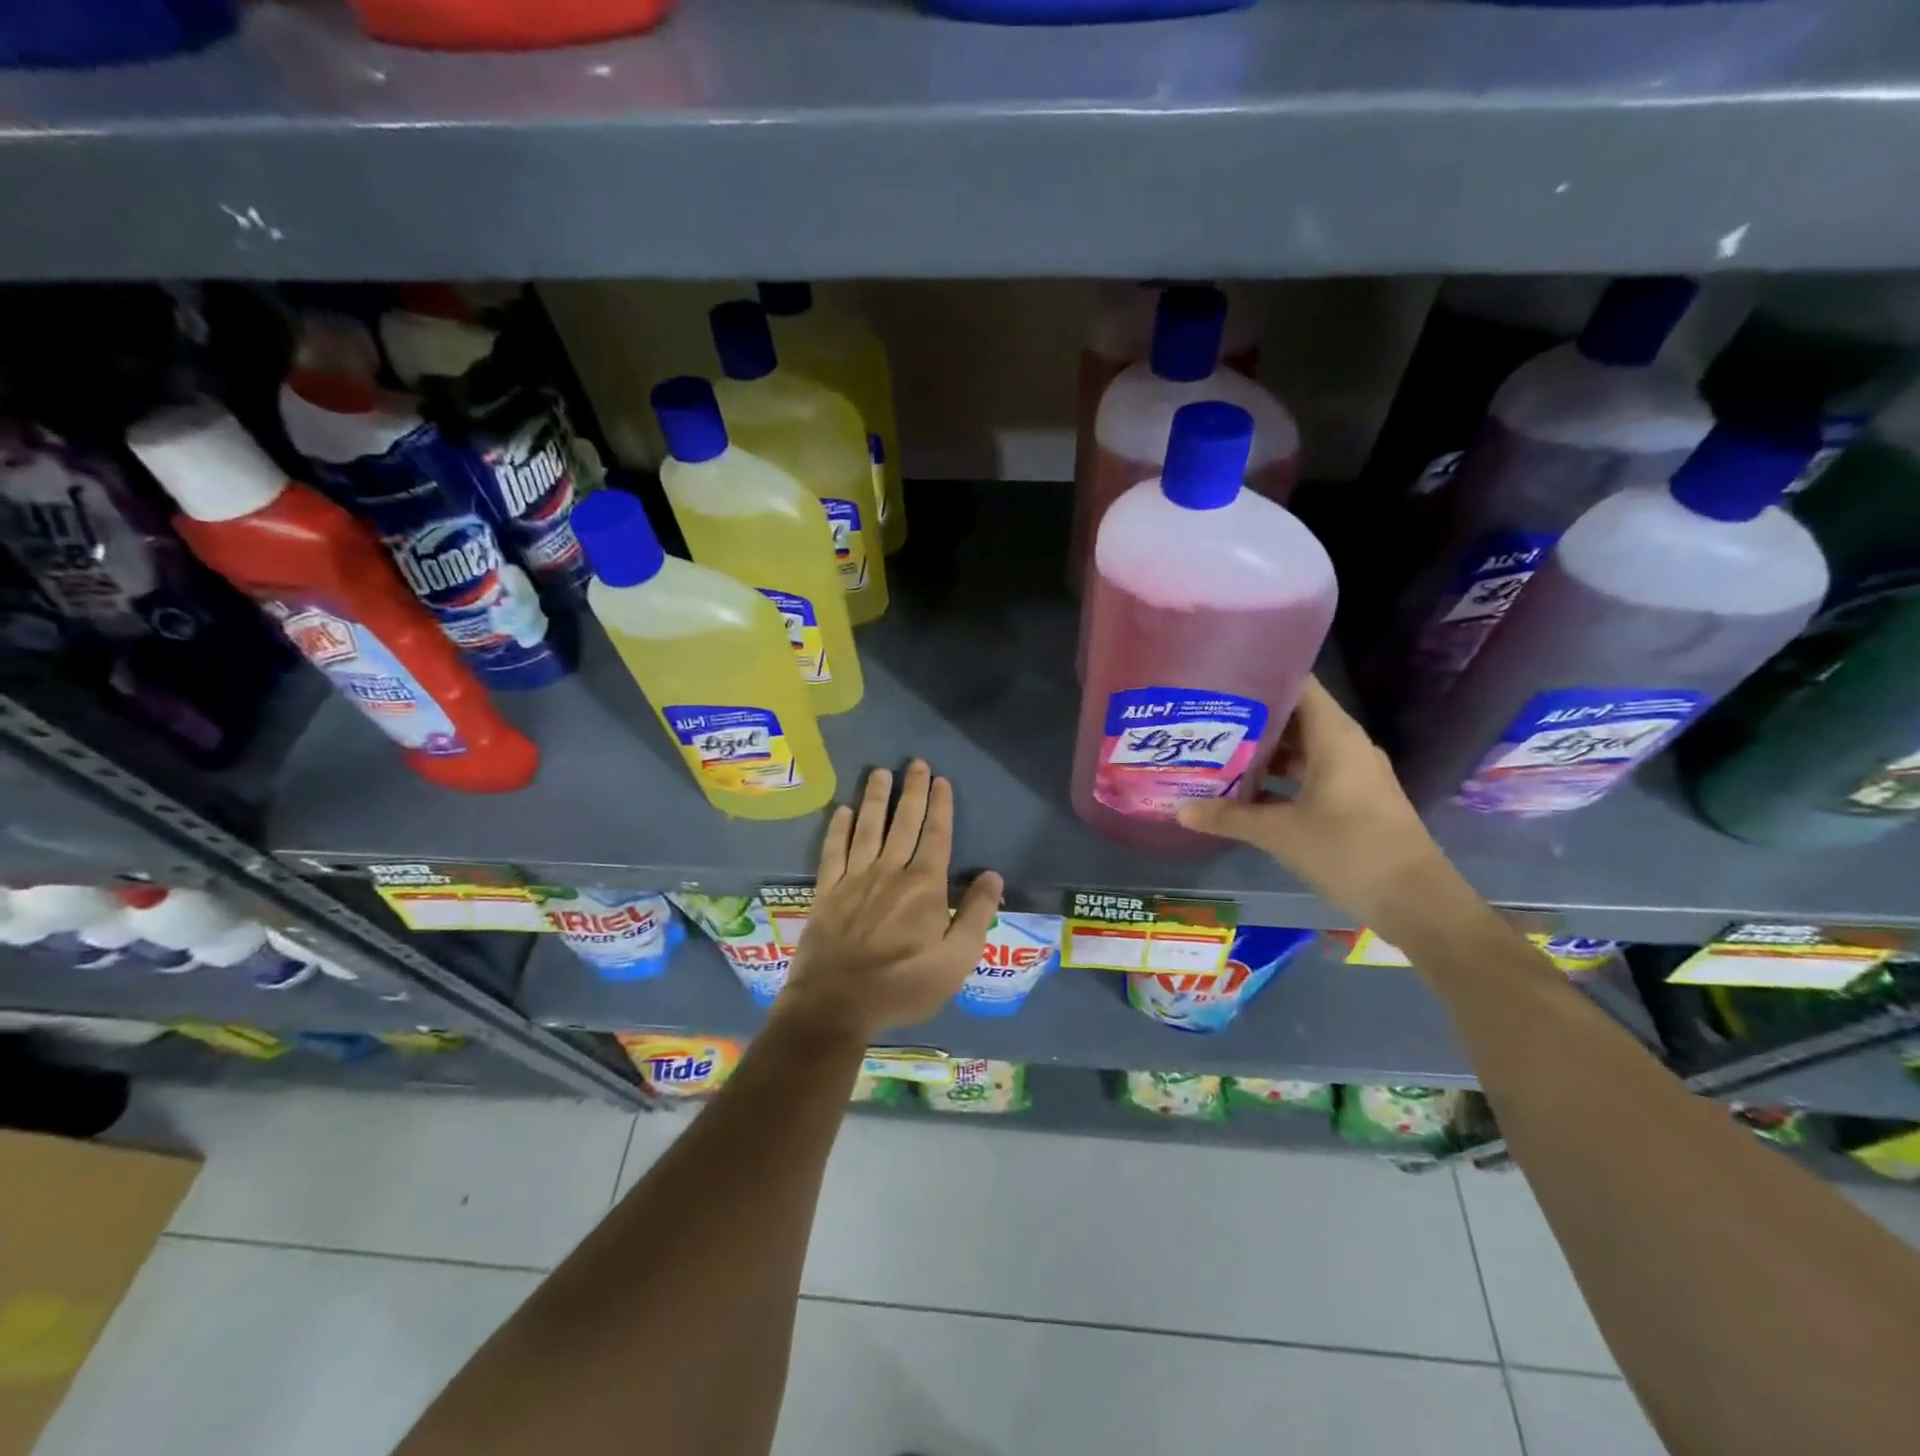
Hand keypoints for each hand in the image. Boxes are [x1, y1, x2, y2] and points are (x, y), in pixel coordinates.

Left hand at [776, 760, 1004, 1041]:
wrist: (835, 1005)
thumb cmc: (903, 987)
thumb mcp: (956, 961)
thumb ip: (976, 915)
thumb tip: (993, 875)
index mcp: (924, 886)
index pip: (936, 836)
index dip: (941, 806)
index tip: (941, 780)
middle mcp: (889, 871)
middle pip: (904, 822)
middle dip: (912, 791)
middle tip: (915, 763)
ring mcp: (854, 878)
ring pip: (868, 828)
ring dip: (876, 798)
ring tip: (880, 772)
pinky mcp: (827, 891)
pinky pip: (833, 851)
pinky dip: (838, 828)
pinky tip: (842, 811)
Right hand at [1176, 677, 1455, 927]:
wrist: (1416, 901)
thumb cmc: (1349, 850)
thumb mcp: (1280, 833)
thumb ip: (1228, 817)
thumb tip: (1178, 810)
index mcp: (1334, 736)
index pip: (1297, 685)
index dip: (1260, 677)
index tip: (1219, 679)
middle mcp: (1345, 745)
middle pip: (1293, 717)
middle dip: (1249, 719)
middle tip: (1203, 719)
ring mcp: (1351, 774)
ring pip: (1300, 749)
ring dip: (1262, 753)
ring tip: (1214, 752)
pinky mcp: (1352, 800)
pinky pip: (1308, 775)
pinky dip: (1278, 779)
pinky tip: (1244, 793)